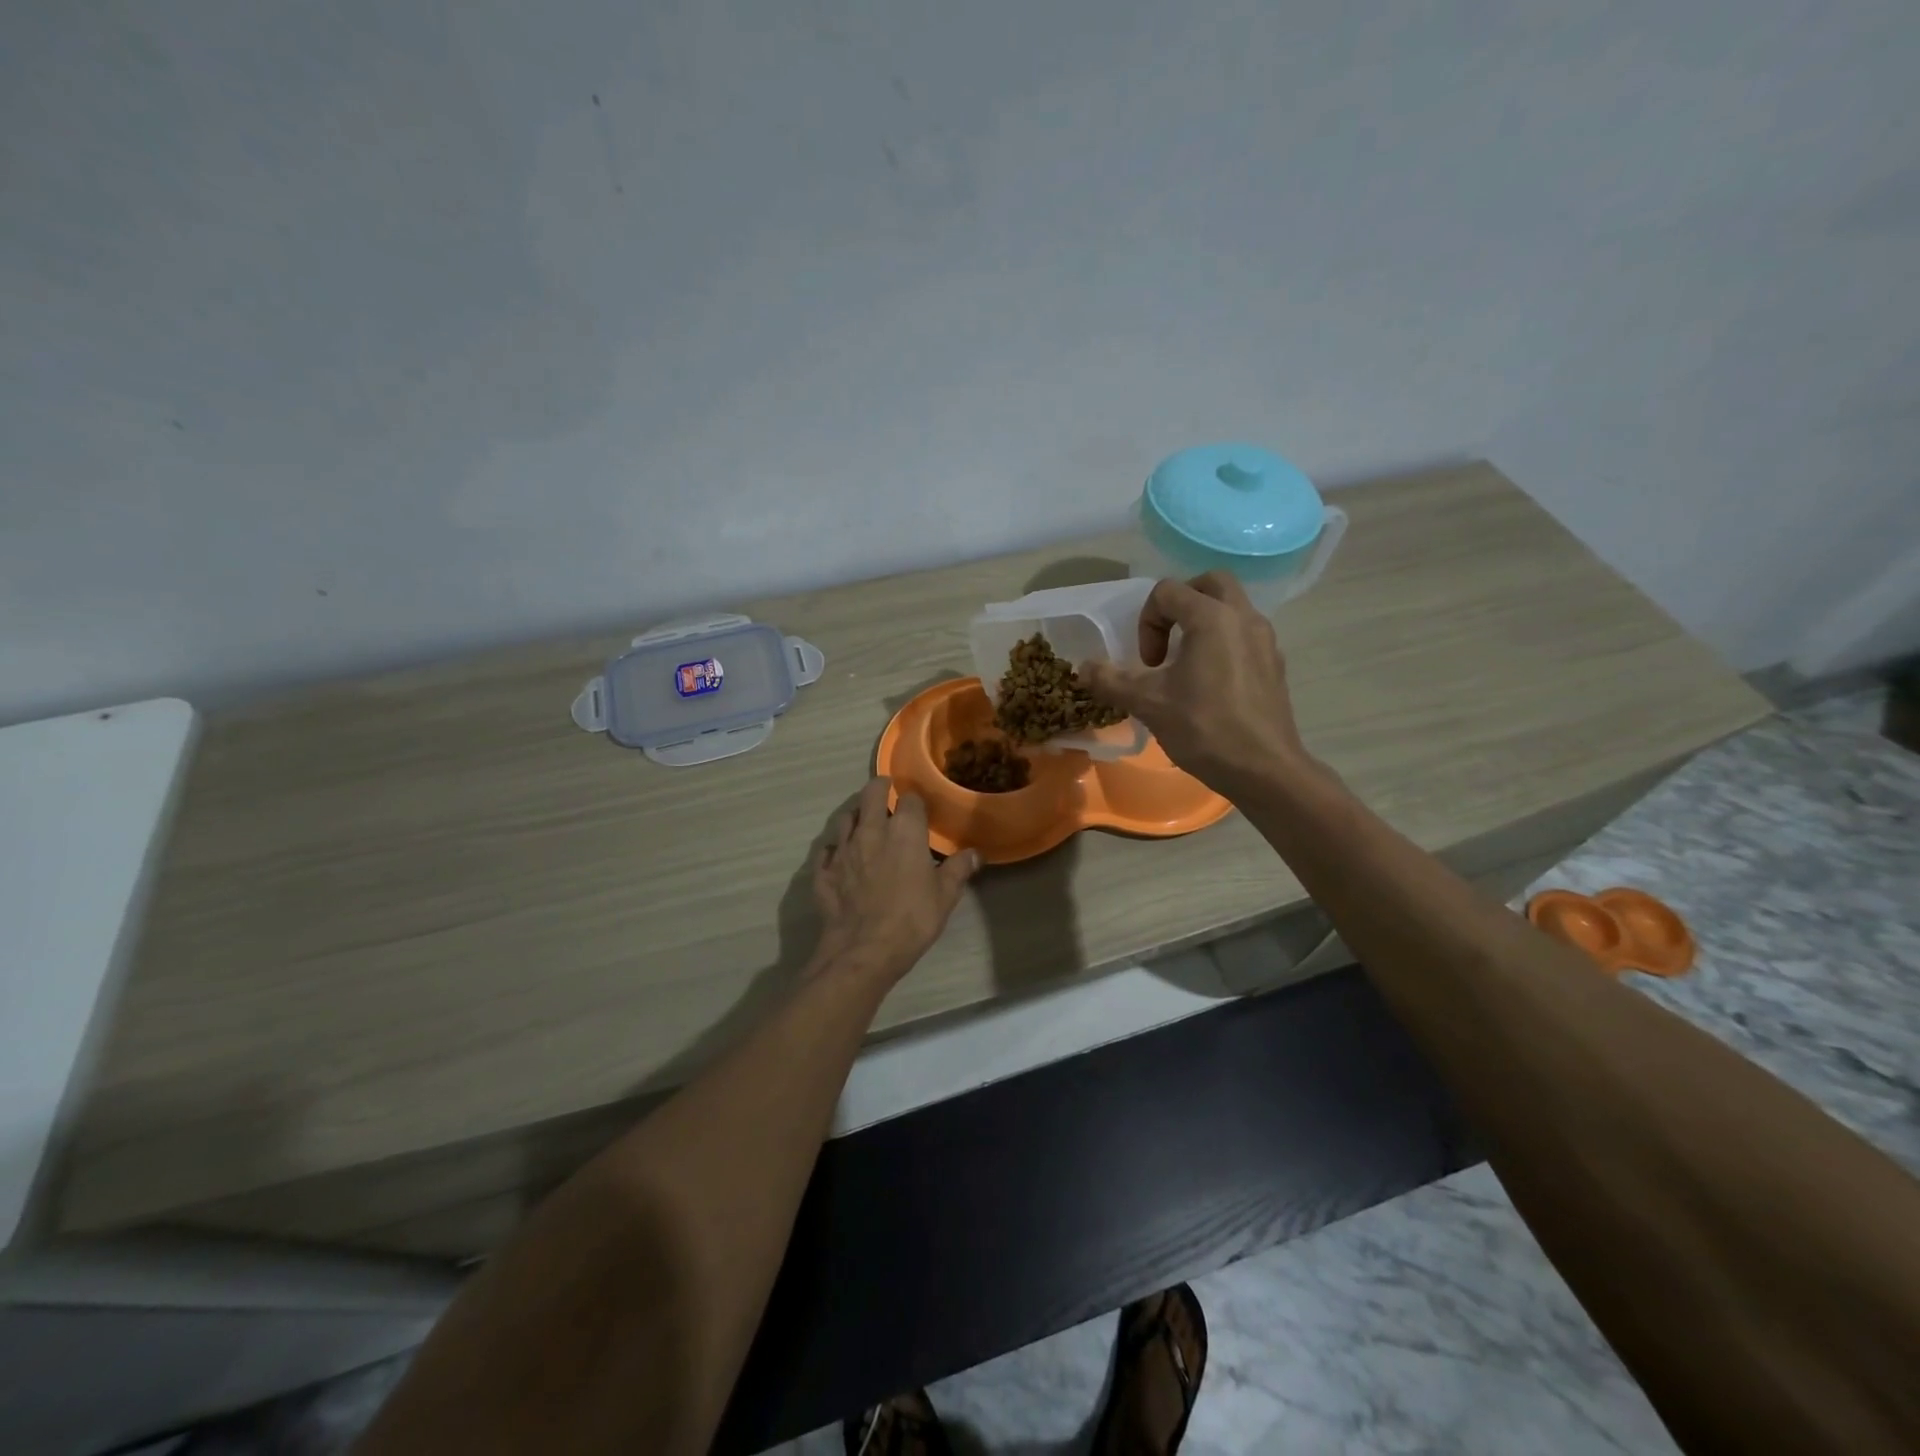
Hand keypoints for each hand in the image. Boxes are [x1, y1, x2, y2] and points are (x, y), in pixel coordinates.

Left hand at [811, 779, 979, 984]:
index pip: (910, 799)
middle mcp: (871, 830)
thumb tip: (975, 854)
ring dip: (855, 814)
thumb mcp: (945, 896)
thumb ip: (958, 870)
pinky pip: (826, 850)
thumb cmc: (911, 919)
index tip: (919, 807)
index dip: (915, 800)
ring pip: (845, 817)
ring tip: (863, 820)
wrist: (863, 950)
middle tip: (886, 791)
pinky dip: (834, 848)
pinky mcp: (823, 871)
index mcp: (904, 831)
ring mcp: (842, 849)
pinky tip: (838, 855)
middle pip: (870, 794)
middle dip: (879, 788)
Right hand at [1079, 573, 1313, 793]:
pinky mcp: (1275, 665)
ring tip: (1185, 664)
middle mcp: (1244, 618)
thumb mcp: (1148, 704)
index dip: (1147, 622)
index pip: (1168, 592)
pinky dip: (1223, 644)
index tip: (1147, 663)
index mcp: (1212, 618)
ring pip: (1232, 608)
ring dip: (1203, 623)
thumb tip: (1083, 668)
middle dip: (1180, 604)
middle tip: (1165, 639)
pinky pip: (1245, 636)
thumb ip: (1111, 680)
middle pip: (1210, 584)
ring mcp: (1265, 641)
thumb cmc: (1205, 728)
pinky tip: (1210, 685)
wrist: (1264, 770)